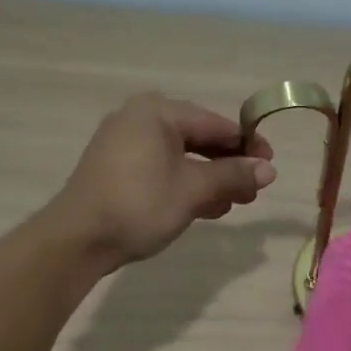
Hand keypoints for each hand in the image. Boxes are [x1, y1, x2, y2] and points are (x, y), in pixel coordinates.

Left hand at [46, 94, 276, 267]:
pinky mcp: (117, 169)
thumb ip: (232, 175)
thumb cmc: (140, 204)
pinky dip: (185, 184)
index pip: (216, 124)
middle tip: (254, 191)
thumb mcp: (194, 189)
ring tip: (234, 203)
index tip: (271, 166)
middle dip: (229, 166)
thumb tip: (269, 169)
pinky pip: (162, 169)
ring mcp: (124, 144)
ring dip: (210, 179)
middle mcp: (139, 119)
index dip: (248, 145)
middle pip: (198, 139)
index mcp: (157, 112)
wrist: (79, 238)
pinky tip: (206, 208)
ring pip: (181, 157)